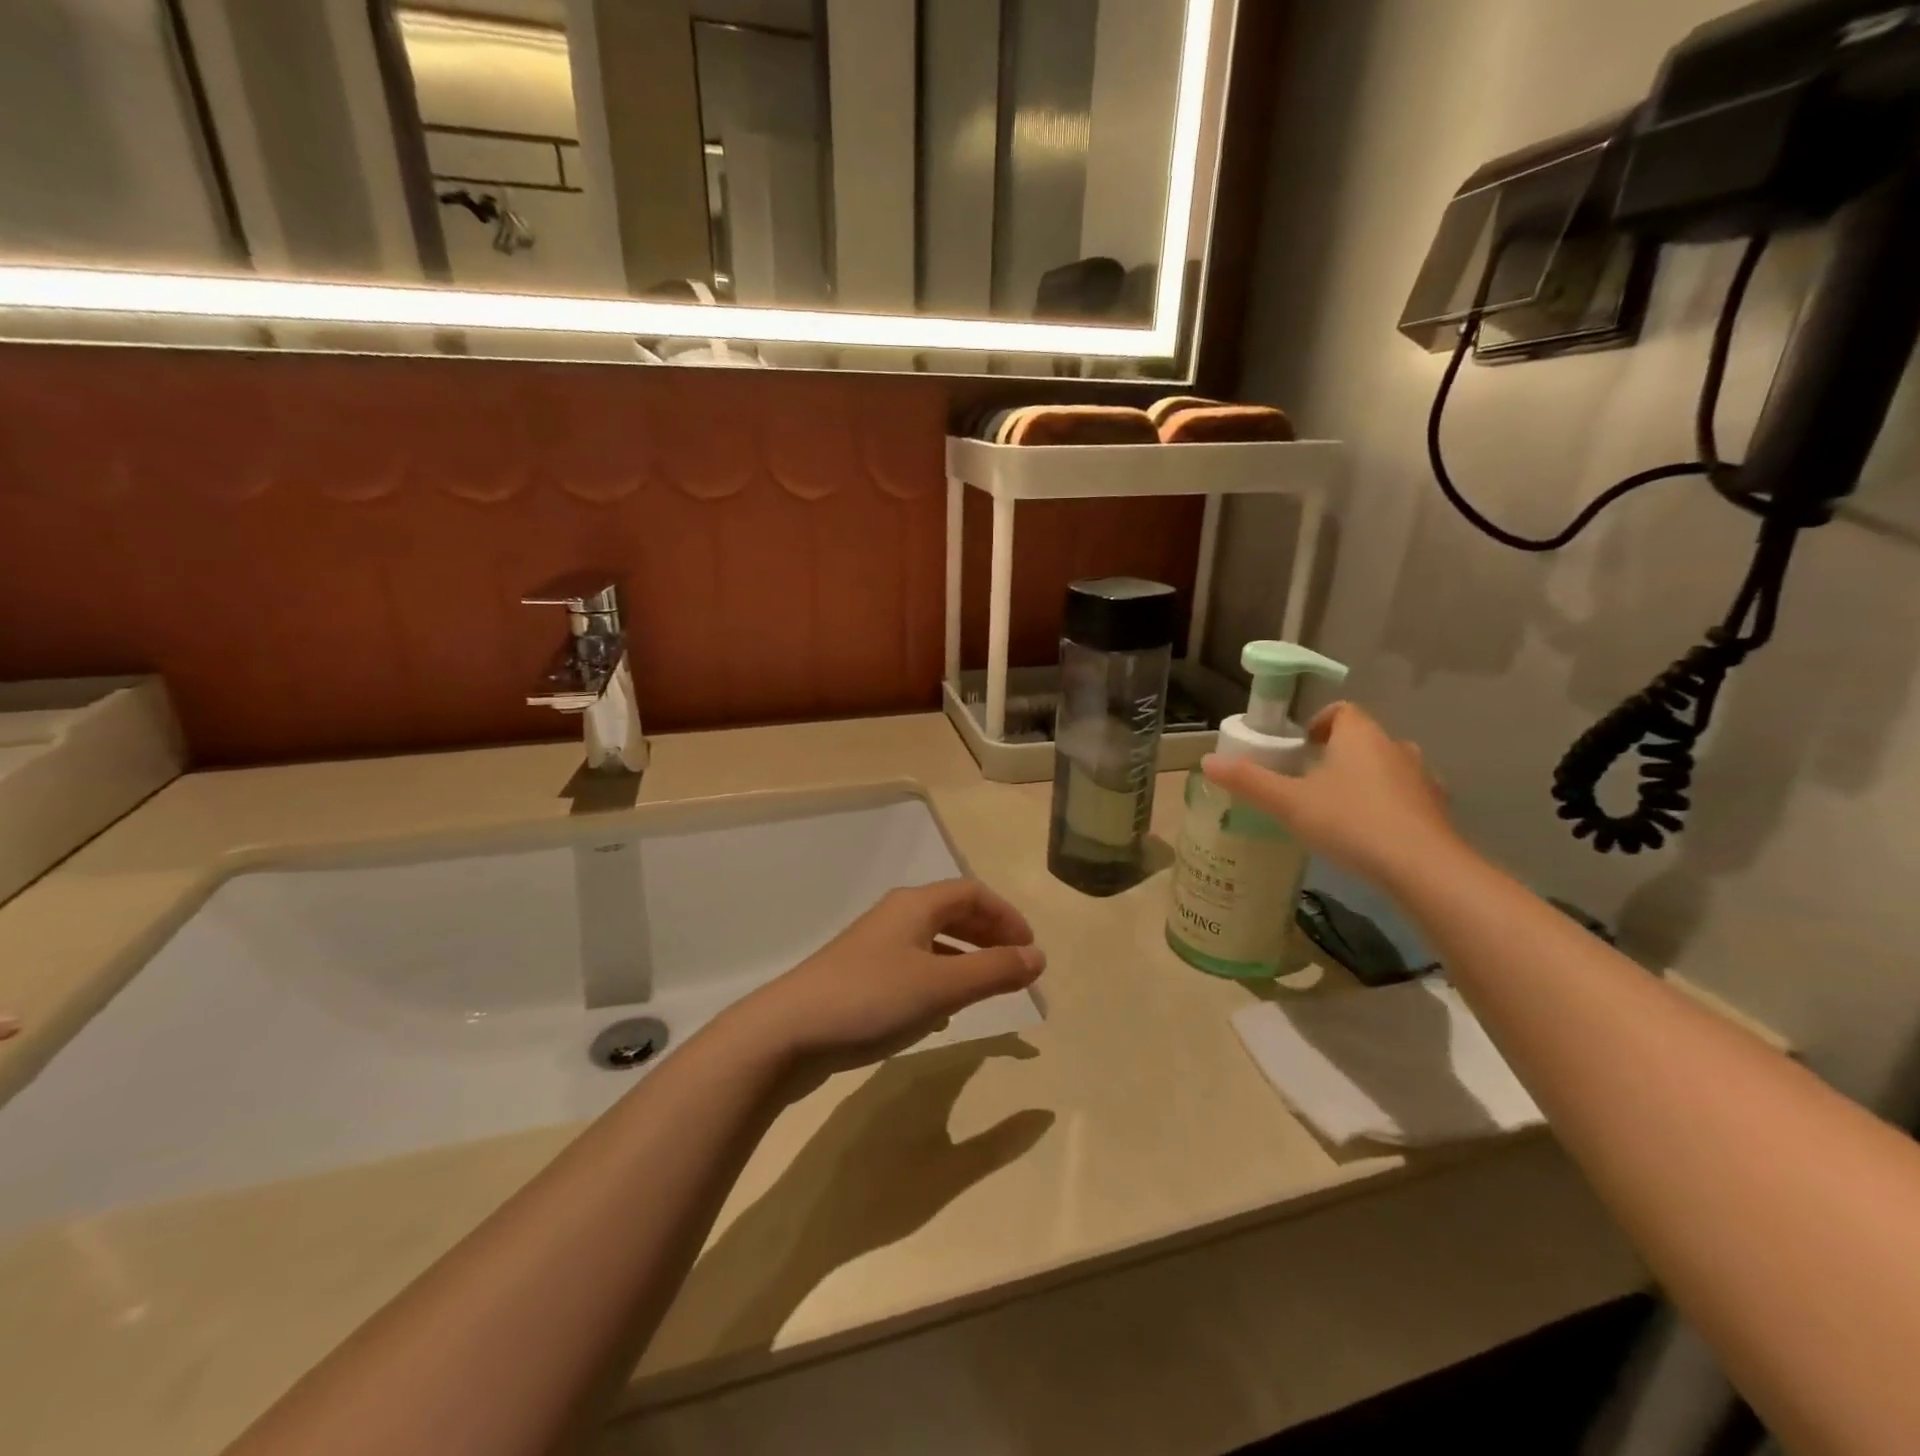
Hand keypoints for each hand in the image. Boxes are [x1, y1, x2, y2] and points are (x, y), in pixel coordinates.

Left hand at [733, 880, 1044, 1076]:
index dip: (1006, 915)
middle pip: (952, 912)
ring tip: (986, 987)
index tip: (1030, 948)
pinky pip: (913, 967)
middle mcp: (895, 917)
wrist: (788, 1032)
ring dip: (965, 958)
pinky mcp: (859, 977)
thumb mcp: (941, 987)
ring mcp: (873, 947)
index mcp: (915, 905)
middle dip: (988, 934)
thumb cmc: (872, 999)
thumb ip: (993, 971)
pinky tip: (942, 1013)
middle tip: (1015, 965)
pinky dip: (939, 979)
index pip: (972, 892)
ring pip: (932, 941)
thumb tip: (1038, 957)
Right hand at [1202, 701, 1456, 887]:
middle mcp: (1395, 747)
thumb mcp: (1288, 803)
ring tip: (1338, 809)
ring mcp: (1422, 778)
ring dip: (1364, 780)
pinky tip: (1370, 835)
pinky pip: (1406, 797)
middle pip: (1363, 739)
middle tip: (1309, 782)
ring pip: (1387, 767)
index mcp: (1359, 736)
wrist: (1422, 868)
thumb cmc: (1349, 822)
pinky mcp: (1437, 810)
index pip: (1341, 710)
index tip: (1300, 748)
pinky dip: (1387, 806)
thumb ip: (1248, 781)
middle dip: (1337, 754)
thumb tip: (1207, 762)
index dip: (1318, 722)